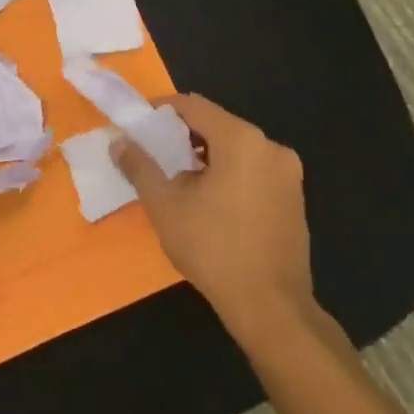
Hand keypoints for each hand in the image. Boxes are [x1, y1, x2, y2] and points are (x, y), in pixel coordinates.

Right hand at [111, 94, 314, 353]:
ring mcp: (288, 175)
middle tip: (155, 155)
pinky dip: (229, 174)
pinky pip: (254, 170)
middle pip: (217, 125)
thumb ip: (140, 166)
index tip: (139, 126)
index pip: (194, 106)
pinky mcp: (294, 199)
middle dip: (183, 136)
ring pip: (236, 149)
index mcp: (241, 140)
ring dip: (206, 156)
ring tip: (178, 181)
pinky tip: (210, 202)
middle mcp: (271, 148)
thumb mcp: (164, 205)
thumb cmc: (213, 248)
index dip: (162, 110)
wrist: (271, 307)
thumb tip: (119, 143)